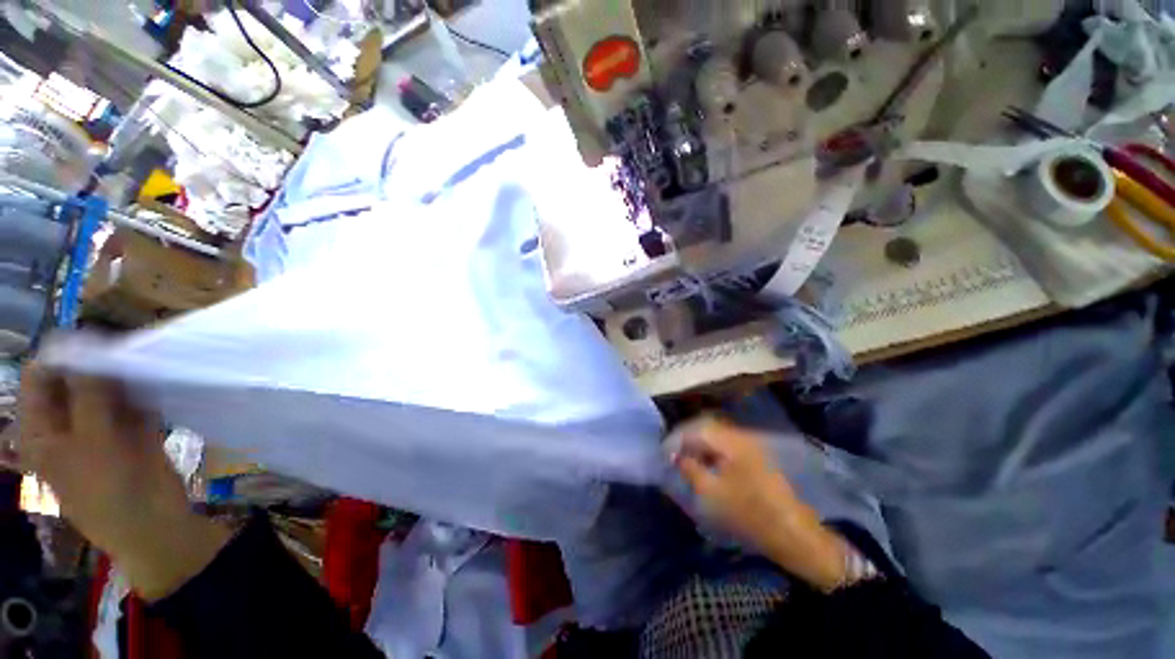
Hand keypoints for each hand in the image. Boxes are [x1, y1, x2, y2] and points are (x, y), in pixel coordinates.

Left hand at [17, 364, 230, 600]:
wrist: (153, 522)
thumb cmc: (108, 489)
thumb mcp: (92, 441)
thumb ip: (88, 392)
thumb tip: (86, 341)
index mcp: (42, 428)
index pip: (41, 377)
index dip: (64, 356)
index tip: (97, 342)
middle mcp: (66, 423)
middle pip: (75, 380)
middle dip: (98, 363)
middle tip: (125, 351)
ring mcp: (100, 427)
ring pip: (107, 389)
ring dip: (124, 375)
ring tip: (144, 362)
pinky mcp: (130, 430)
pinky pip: (133, 401)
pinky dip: (144, 389)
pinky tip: (158, 378)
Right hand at [672, 418, 850, 591]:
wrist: (792, 533)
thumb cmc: (749, 512)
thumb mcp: (711, 492)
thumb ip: (690, 469)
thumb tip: (675, 456)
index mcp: (730, 441)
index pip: (695, 428)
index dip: (676, 439)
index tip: (663, 453)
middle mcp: (740, 436)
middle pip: (705, 427)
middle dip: (685, 439)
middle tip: (672, 455)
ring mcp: (749, 446)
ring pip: (715, 436)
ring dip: (697, 444)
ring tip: (684, 460)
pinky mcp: (754, 457)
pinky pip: (724, 445)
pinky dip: (710, 451)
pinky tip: (704, 465)